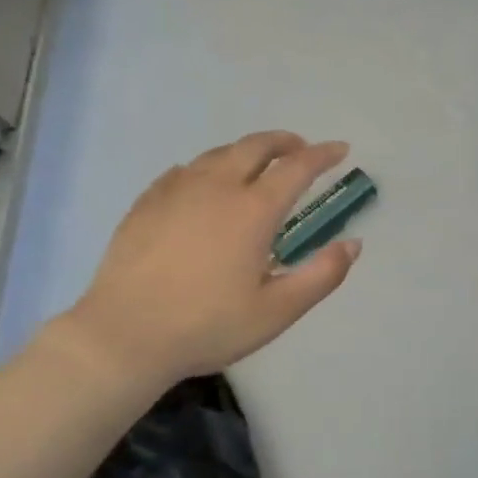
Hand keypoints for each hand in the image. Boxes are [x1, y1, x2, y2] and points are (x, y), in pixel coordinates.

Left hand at [61, 132, 359, 392]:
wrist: (124, 336)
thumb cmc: (207, 326)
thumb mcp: (276, 312)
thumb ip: (321, 276)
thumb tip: (353, 244)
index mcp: (253, 210)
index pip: (297, 167)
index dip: (323, 154)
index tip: (340, 149)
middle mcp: (217, 187)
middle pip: (256, 146)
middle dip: (284, 141)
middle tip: (300, 148)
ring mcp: (177, 190)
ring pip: (218, 153)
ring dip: (246, 151)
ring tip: (256, 164)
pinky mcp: (147, 202)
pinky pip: (184, 171)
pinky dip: (207, 168)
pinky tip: (203, 184)